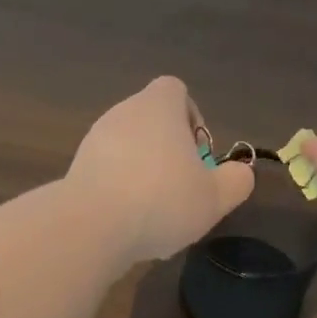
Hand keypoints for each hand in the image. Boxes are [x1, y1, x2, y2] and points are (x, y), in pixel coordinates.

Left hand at [67, 76, 253, 263]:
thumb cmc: (162, 201)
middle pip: (151, 123)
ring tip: (155, 216)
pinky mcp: (76, 170)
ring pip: (128, 152)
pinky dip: (120, 194)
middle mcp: (122, 113)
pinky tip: (128, 227)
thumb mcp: (215, 197)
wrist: (92, 227)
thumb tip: (240, 172)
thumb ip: (236, 181)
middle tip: (182, 190)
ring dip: (143, 176)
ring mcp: (93, 141)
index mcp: (158, 107)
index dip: (191, 117)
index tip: (197, 154)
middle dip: (168, 153)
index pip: (175, 90)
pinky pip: (106, 175)